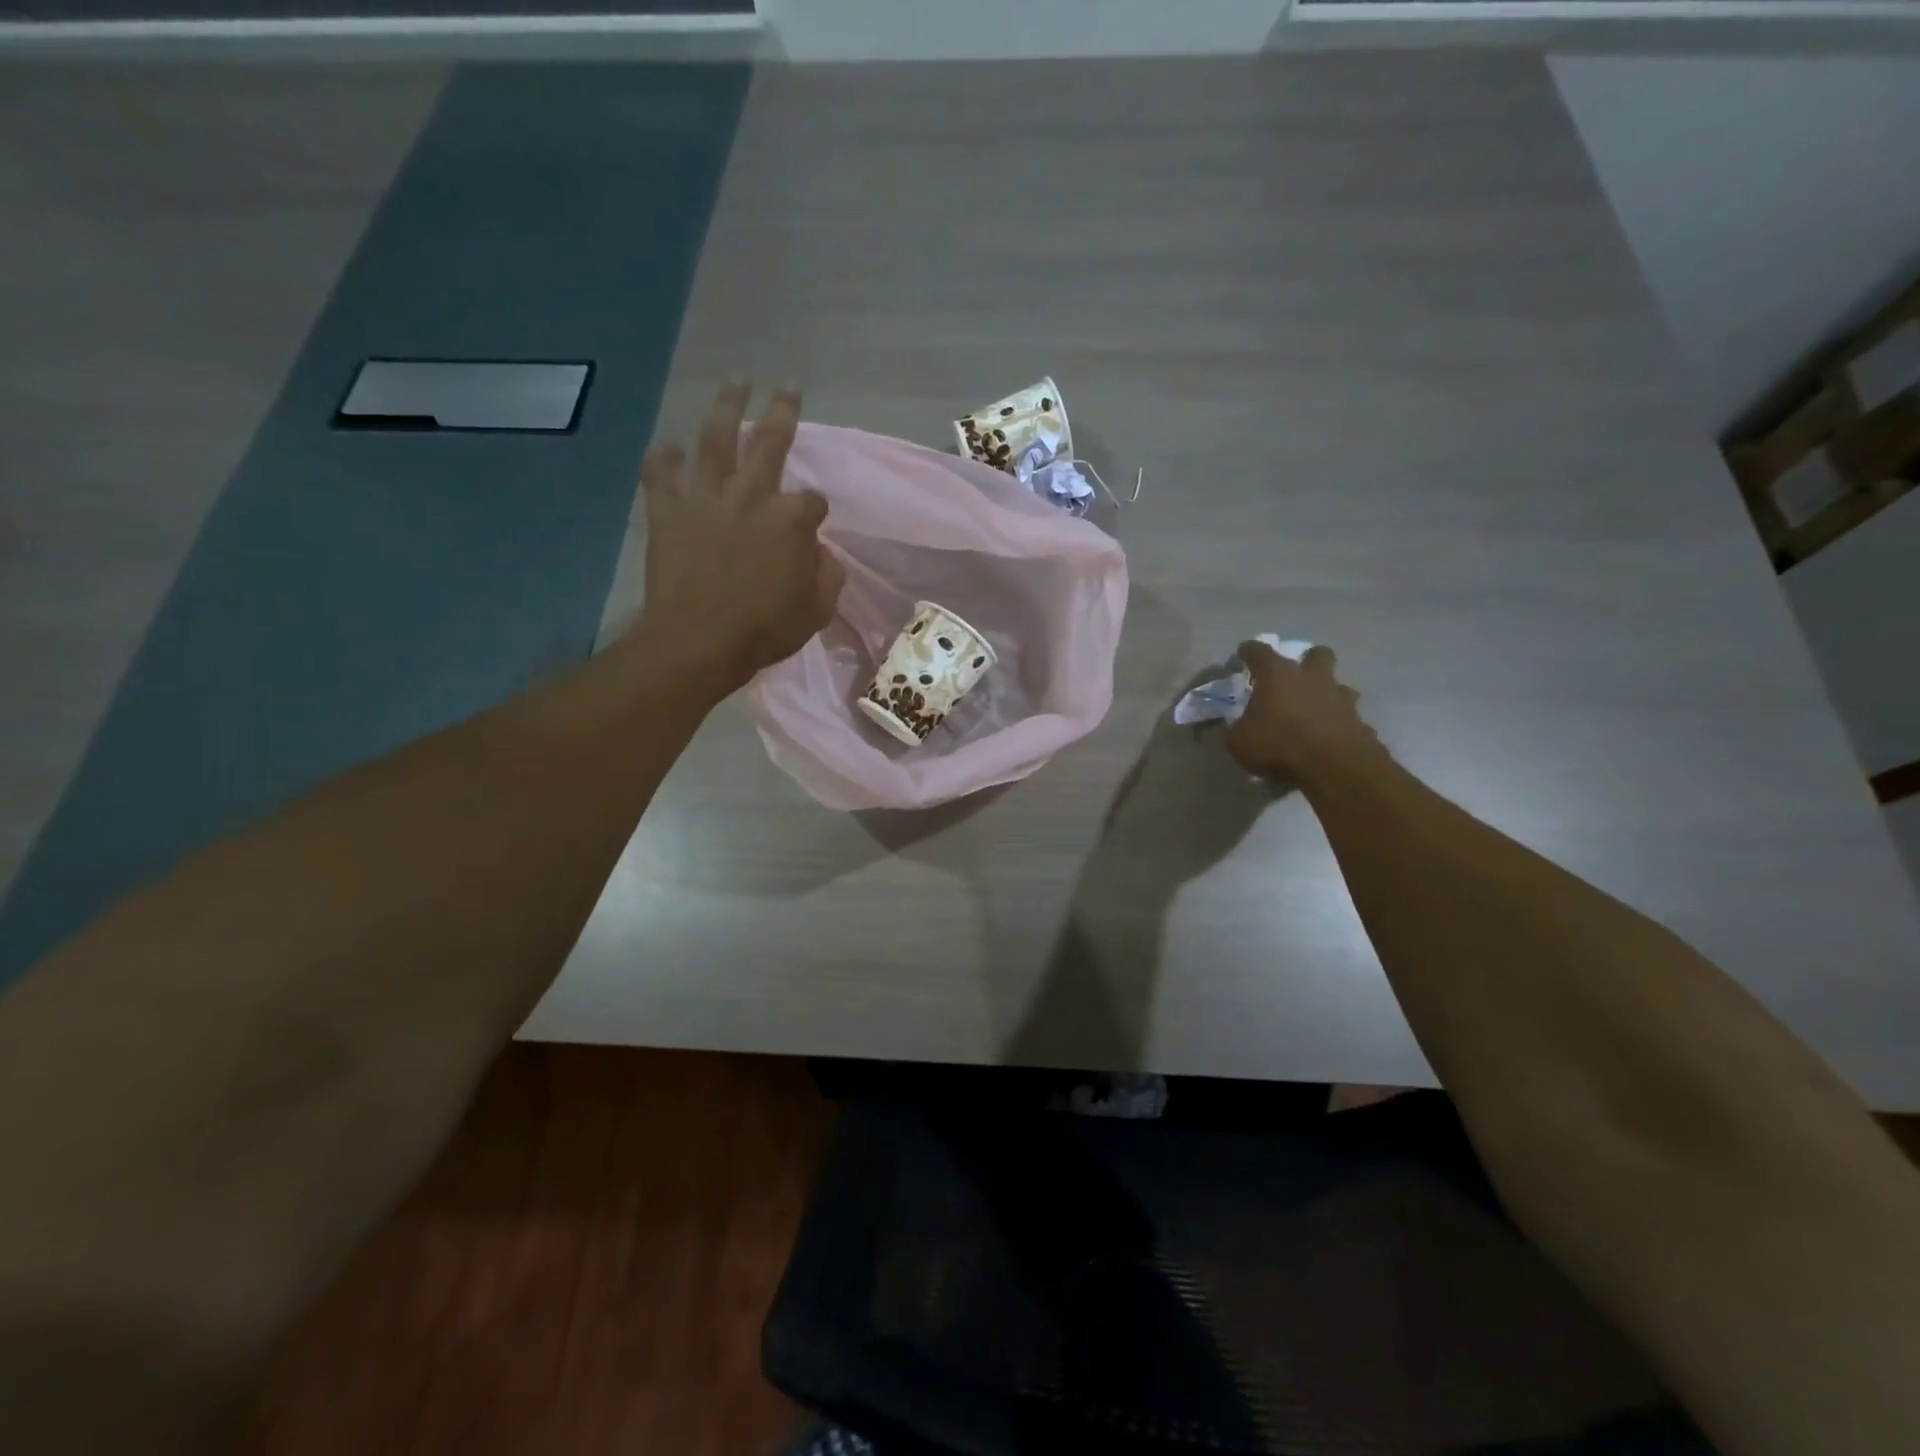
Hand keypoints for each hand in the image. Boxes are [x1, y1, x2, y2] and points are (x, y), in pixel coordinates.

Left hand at [635, 382, 844, 692]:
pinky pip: (660, 474)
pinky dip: (664, 459)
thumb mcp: (817, 610)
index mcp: (792, 520)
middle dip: (782, 412)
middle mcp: (751, 495)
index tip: (812, 523)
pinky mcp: (668, 510)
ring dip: (727, 408)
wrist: (700, 640)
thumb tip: (821, 553)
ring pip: (716, 439)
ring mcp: (706, 497)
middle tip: (787, 386)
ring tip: (735, 383)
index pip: (813, 501)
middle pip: (770, 443)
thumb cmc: (765, 629)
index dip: (815, 510)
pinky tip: (670, 448)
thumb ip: (828, 575)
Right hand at [1226, 641, 1384, 782]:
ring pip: (1337, 684)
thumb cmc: (1278, 744)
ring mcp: (1339, 697)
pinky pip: (1347, 715)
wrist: (1333, 766)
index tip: (1242, 655)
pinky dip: (1338, 722)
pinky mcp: (1359, 720)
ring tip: (1314, 711)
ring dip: (1326, 693)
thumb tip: (1231, 725)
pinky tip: (1328, 737)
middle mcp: (1311, 677)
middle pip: (1316, 654)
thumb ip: (1234, 729)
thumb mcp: (1239, 742)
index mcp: (1277, 675)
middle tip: (1295, 677)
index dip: (1248, 652)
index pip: (1258, 651)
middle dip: (1307, 660)